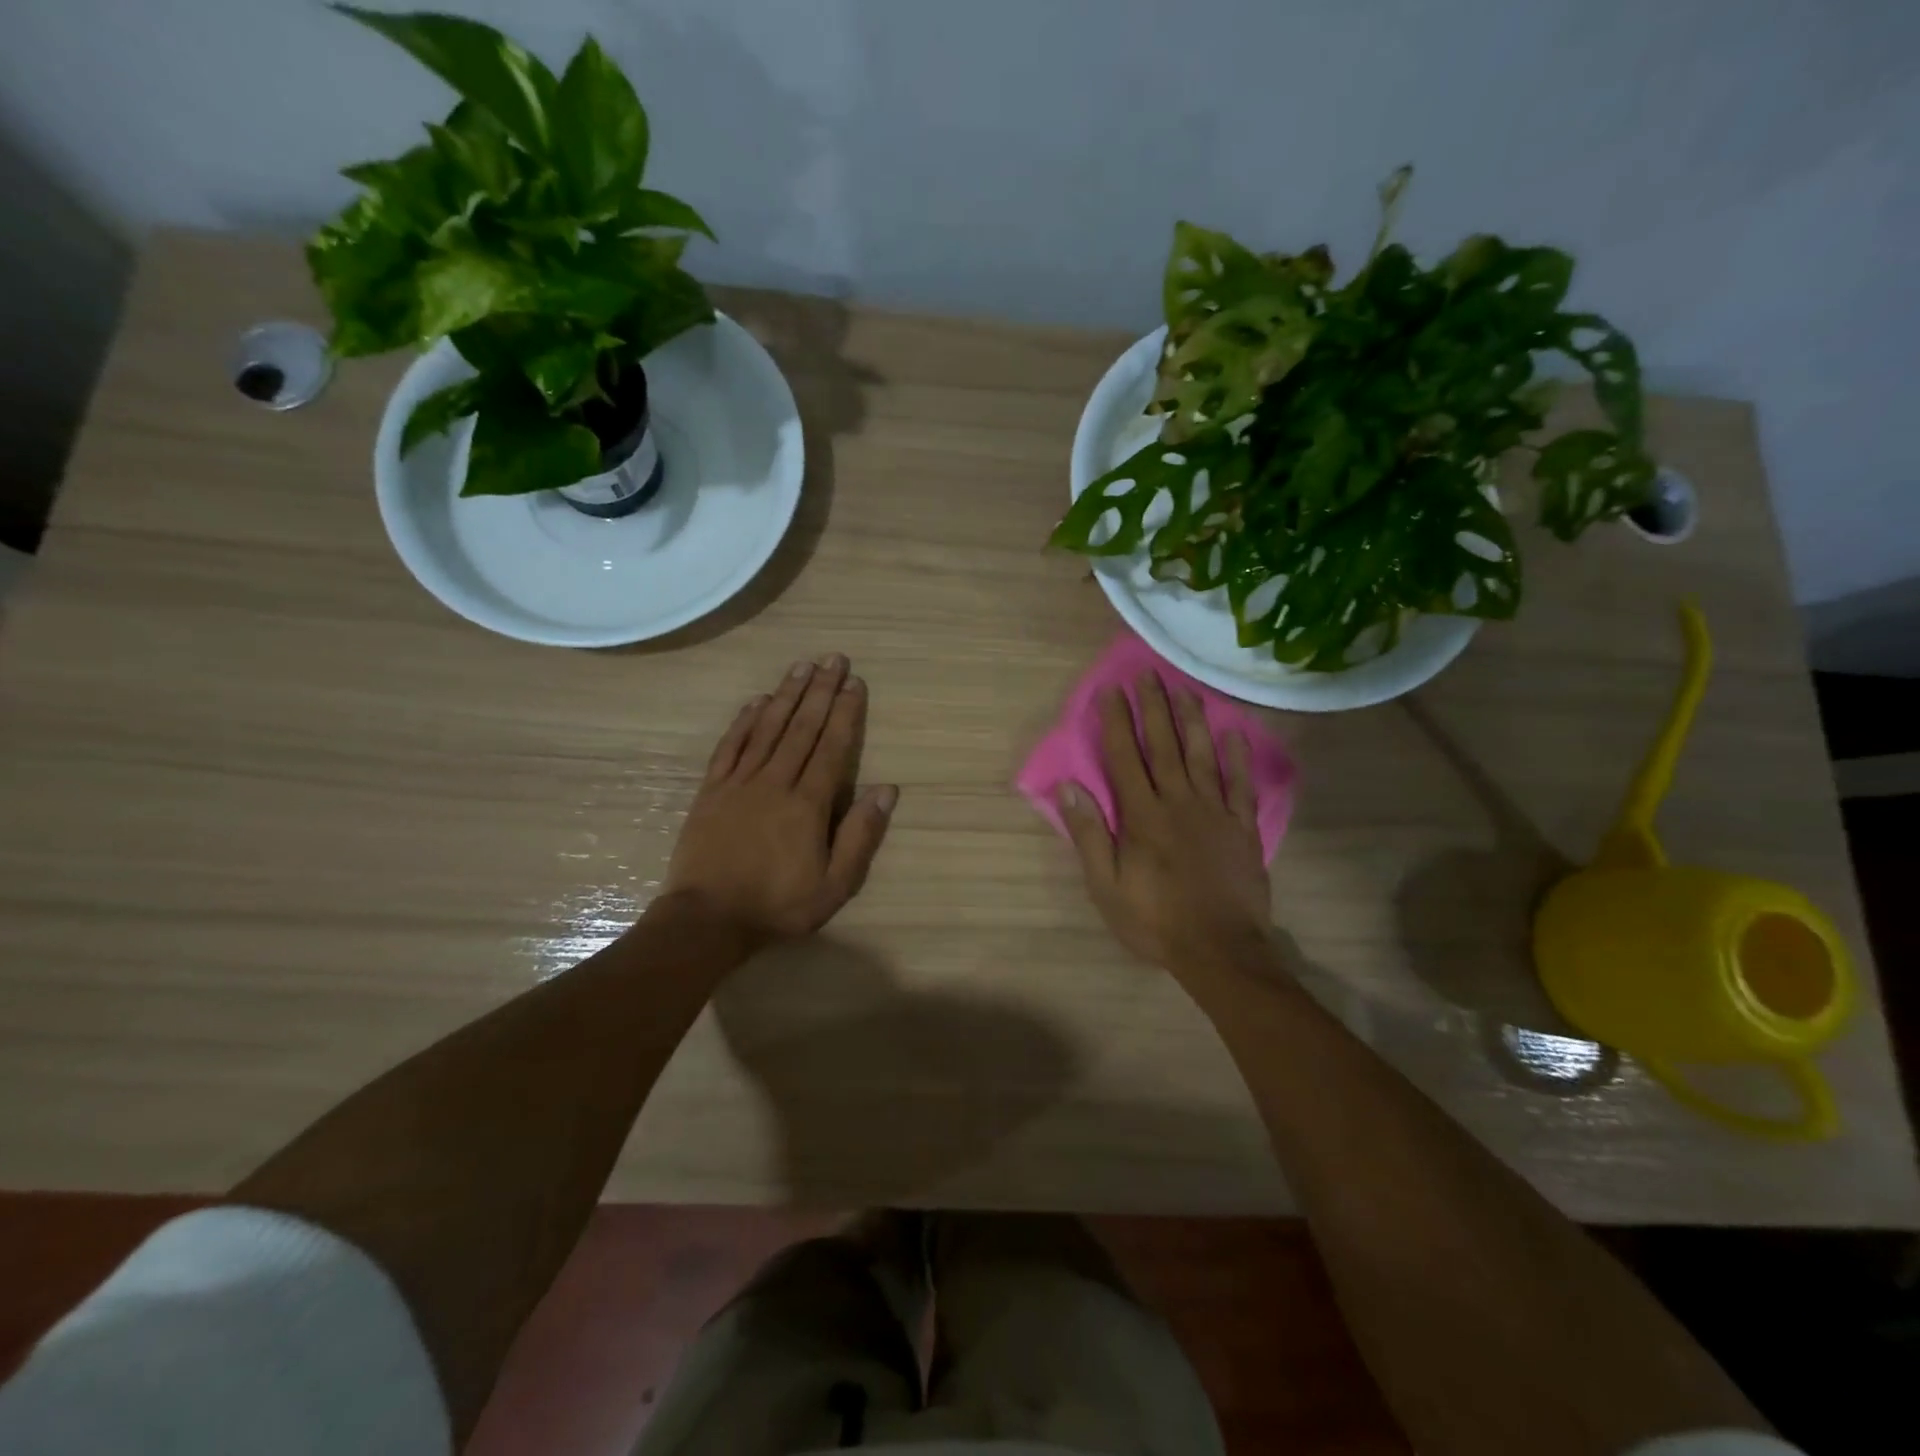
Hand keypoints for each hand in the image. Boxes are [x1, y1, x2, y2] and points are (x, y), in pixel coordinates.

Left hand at [662, 655, 896, 944]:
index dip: (845, 712)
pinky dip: (744, 721)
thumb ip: (860, 835)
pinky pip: (731, 746)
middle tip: (833, 658)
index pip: (832, 746)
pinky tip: (756, 701)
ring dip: (786, 695)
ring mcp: (740, 783)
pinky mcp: (712, 790)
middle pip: (802, 727)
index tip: (854, 682)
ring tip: (802, 666)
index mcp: (808, 803)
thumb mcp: (834, 885)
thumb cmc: (778, 905)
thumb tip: (887, 790)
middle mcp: (776, 782)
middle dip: (820, 690)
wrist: (706, 919)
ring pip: (768, 728)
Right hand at [1057, 672, 1270, 980]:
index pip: (1125, 757)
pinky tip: (1234, 734)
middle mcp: (1178, 803)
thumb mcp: (1105, 885)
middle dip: (1153, 708)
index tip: (1112, 690)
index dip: (1117, 722)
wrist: (1221, 950)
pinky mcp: (1242, 828)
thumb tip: (1069, 786)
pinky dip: (1238, 758)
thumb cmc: (1155, 920)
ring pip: (1202, 756)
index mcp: (1142, 816)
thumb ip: (1089, 833)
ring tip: (1185, 690)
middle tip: (1148, 674)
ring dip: (1192, 720)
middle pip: (1163, 746)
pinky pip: (1241, 785)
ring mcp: (1215, 813)